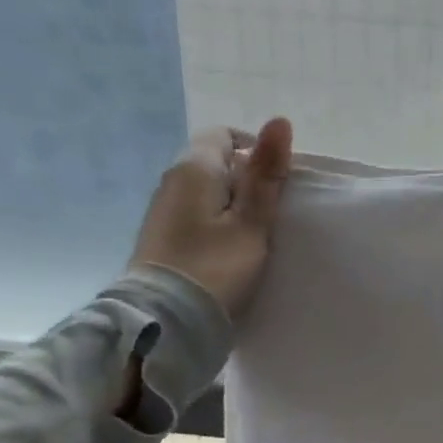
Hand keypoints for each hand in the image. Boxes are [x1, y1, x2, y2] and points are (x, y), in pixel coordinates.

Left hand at [129, 120, 293, 319]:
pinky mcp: (163, 236)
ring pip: (208, 190)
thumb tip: (280, 121)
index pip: (225, 135)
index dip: (256, 150)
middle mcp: (172, 180)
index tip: (277, 183)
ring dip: (234, 204)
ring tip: (255, 234)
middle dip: (248, 179)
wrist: (165, 321)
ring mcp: (164, 209)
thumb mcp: (251, 223)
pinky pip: (197, 214)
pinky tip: (232, 250)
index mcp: (194, 168)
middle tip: (273, 213)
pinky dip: (218, 223)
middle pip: (216, 163)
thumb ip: (266, 175)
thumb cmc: (215, 268)